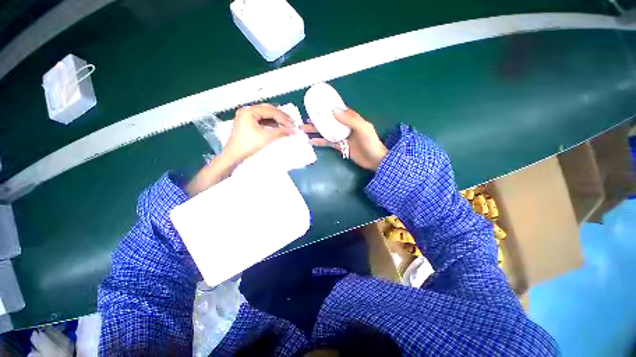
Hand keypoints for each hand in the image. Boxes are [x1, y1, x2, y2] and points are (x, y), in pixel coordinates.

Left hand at [186, 104, 294, 195]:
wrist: (233, 156)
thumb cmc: (248, 145)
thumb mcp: (266, 137)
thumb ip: (281, 132)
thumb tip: (294, 130)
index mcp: (249, 111)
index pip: (270, 110)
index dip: (283, 117)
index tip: (293, 125)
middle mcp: (247, 110)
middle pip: (268, 110)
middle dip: (281, 116)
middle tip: (292, 123)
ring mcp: (246, 116)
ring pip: (265, 114)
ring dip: (277, 119)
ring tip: (287, 125)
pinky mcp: (247, 123)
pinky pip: (262, 120)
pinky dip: (271, 123)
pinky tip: (278, 127)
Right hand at [302, 108, 387, 170]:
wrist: (374, 160)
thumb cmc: (370, 143)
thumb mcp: (363, 128)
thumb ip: (350, 119)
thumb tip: (334, 110)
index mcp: (351, 119)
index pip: (337, 111)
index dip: (327, 109)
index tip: (315, 107)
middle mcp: (345, 126)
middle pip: (329, 122)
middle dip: (318, 120)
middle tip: (305, 119)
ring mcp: (342, 137)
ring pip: (327, 132)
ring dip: (316, 130)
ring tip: (304, 130)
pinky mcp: (340, 146)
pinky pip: (328, 143)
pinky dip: (320, 142)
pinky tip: (312, 141)